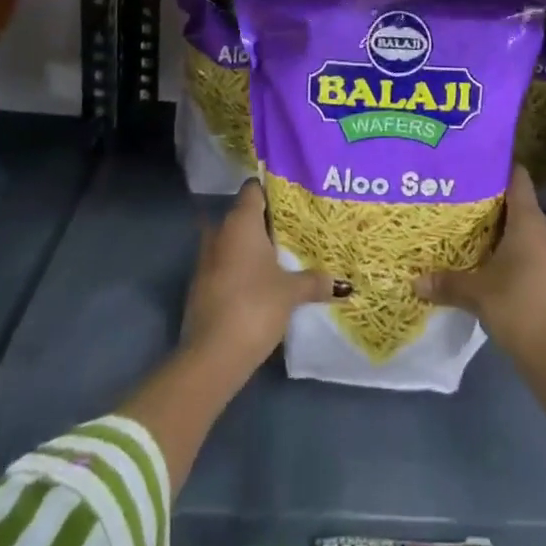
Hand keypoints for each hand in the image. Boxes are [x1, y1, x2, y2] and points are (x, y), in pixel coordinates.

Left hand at [181, 180, 334, 379]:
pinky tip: (263, 279)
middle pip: (245, 214)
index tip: (294, 196)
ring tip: (283, 253)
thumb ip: (315, 281)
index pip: (254, 188)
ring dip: (253, 246)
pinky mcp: (202, 286)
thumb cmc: (254, 306)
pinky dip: (242, 267)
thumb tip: (342, 283)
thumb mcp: (291, 292)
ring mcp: (207, 260)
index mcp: (240, 222)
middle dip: (267, 220)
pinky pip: (226, 264)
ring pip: (234, 241)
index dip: (272, 188)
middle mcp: (220, 232)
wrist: (211, 357)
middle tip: (295, 226)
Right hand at [415, 166, 545, 361]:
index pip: (517, 177)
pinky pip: (530, 250)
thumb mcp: (477, 294)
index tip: (473, 162)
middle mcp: (545, 230)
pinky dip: (510, 250)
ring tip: (467, 228)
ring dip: (499, 229)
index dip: (498, 166)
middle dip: (490, 201)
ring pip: (523, 229)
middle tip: (458, 197)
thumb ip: (447, 283)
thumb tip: (414, 280)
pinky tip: (487, 261)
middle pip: (517, 203)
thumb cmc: (519, 308)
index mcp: (529, 221)